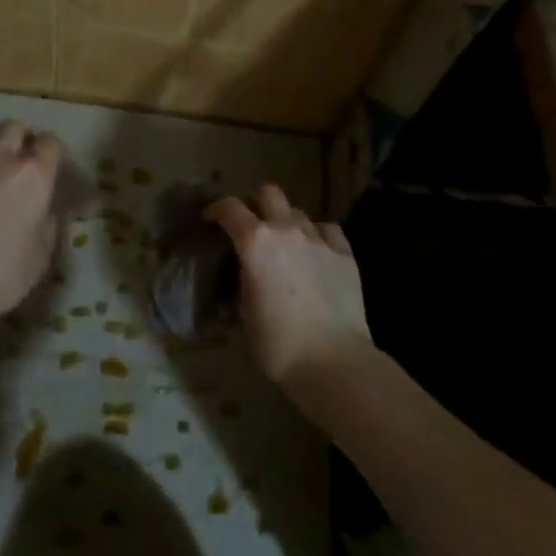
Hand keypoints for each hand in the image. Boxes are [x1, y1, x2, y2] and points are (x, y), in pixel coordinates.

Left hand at [0, 119, 64, 331]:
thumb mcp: (41, 255)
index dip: (53, 151)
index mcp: (34, 176)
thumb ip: (49, 225)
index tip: (52, 166)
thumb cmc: (2, 273)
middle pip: (11, 128)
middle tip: (18, 161)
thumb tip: (49, 211)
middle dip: (18, 138)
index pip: (50, 143)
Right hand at [206, 184, 372, 393]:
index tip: (210, 219)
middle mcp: (286, 230)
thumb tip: (246, 275)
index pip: (229, 208)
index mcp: (255, 242)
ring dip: (287, 223)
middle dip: (257, 204)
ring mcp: (319, 239)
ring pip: (298, 212)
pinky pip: (327, 230)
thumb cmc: (278, 344)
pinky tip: (316, 253)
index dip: (215, 209)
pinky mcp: (345, 254)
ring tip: (286, 246)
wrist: (334, 361)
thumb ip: (243, 281)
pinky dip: (317, 236)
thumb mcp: (244, 313)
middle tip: (252, 227)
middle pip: (269, 193)